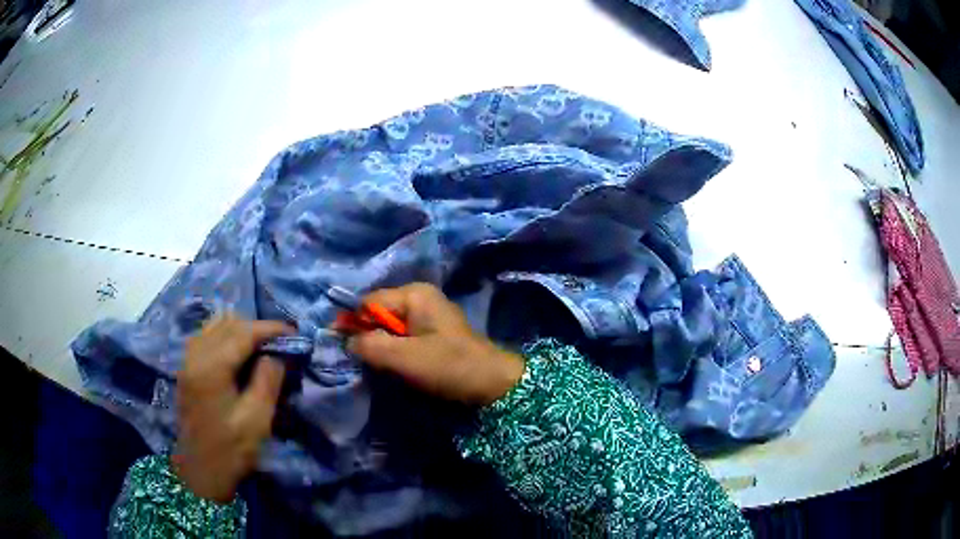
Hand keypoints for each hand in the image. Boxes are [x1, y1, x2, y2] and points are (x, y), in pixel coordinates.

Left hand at [174, 315, 291, 502]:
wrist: (201, 472)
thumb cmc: (231, 450)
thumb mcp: (257, 419)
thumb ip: (268, 380)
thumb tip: (277, 354)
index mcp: (211, 367)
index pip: (243, 332)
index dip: (270, 328)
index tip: (294, 332)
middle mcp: (195, 355)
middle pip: (227, 324)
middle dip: (256, 328)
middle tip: (280, 343)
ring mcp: (187, 361)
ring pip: (214, 327)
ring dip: (239, 330)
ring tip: (260, 346)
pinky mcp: (186, 370)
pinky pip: (205, 338)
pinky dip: (224, 337)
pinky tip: (237, 353)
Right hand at [342, 283, 523, 405]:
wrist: (491, 383)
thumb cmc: (447, 365)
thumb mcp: (403, 356)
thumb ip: (369, 345)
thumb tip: (347, 340)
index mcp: (414, 294)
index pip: (369, 302)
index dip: (354, 324)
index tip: (345, 348)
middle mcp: (420, 298)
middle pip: (379, 314)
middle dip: (369, 337)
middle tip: (367, 362)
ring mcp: (428, 315)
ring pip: (390, 328)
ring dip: (383, 347)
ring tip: (384, 366)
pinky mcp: (433, 333)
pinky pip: (403, 337)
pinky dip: (396, 351)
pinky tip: (399, 366)